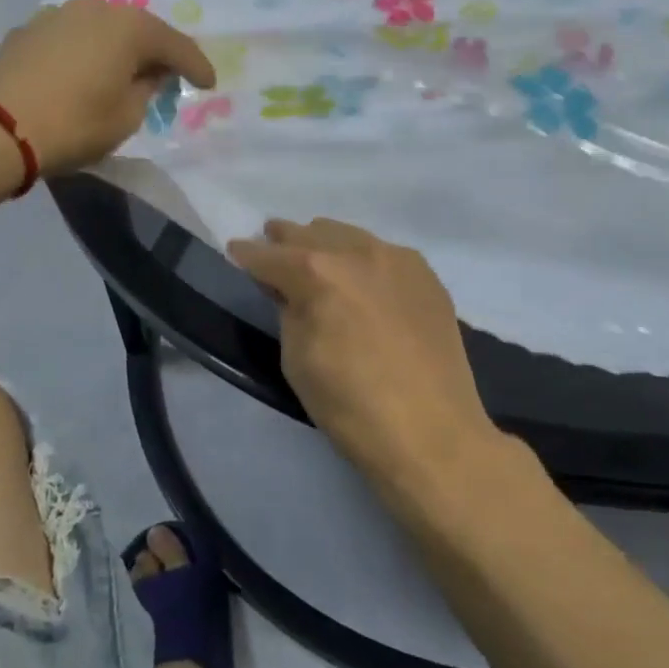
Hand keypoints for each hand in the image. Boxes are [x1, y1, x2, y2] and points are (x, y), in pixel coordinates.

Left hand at [0, 0, 215, 174]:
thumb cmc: (74, 124)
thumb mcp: (126, 117)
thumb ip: (146, 89)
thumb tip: (146, 73)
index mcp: (128, 26)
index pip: (175, 44)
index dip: (196, 66)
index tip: (208, 84)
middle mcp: (95, 7)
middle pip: (137, 28)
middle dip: (154, 52)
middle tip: (165, 75)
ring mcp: (56, 13)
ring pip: (100, 28)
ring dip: (115, 48)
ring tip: (120, 72)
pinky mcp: (26, 29)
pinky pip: (69, 38)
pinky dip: (82, 52)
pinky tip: (80, 73)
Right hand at [227, 218, 496, 492]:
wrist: (432, 434)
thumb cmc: (350, 404)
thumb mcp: (297, 359)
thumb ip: (288, 311)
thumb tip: (289, 290)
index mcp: (315, 272)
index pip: (268, 254)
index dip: (247, 254)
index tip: (236, 251)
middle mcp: (356, 251)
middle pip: (309, 233)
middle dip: (285, 241)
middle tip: (272, 250)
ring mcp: (397, 259)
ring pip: (348, 235)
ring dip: (325, 244)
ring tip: (316, 261)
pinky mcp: (426, 275)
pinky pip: (382, 253)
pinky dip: (362, 259)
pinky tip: (362, 280)